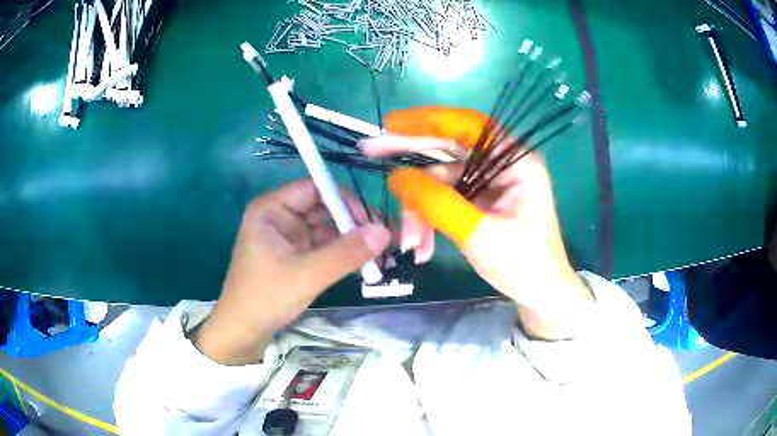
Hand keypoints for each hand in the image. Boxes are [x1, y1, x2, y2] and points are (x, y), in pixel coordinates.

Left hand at [193, 179, 390, 364]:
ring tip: (379, 255)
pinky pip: (325, 246)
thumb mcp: (306, 276)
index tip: (371, 223)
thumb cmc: (265, 298)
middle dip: (353, 223)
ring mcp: (289, 236)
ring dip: (352, 241)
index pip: (315, 188)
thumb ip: (345, 254)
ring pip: (328, 228)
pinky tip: (363, 265)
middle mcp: (281, 216)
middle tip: (383, 241)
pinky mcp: (296, 254)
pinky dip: (343, 254)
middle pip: (324, 207)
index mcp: (272, 209)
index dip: (345, 200)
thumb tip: (384, 232)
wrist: (244, 331)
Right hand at [360, 107, 592, 339]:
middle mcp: (501, 164)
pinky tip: (421, 246)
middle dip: (410, 156)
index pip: (470, 127)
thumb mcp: (479, 234)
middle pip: (449, 147)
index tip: (391, 124)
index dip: (429, 121)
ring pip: (439, 180)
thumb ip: (437, 204)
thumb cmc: (524, 264)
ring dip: (418, 209)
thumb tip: (396, 177)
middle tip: (369, 150)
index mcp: (517, 162)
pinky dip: (427, 219)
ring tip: (411, 243)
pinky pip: (442, 199)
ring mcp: (487, 182)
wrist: (539, 293)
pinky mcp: (477, 200)